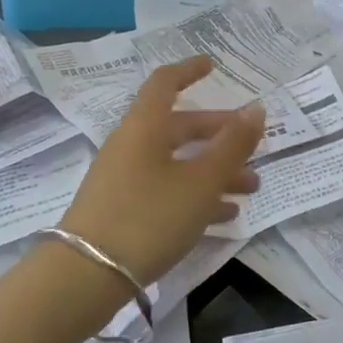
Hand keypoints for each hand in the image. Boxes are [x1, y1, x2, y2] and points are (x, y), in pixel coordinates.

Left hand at [60, 57, 264, 284]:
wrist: (86, 277)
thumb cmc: (148, 216)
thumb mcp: (201, 182)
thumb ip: (232, 145)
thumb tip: (256, 108)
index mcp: (145, 126)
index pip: (165, 82)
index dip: (189, 70)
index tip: (213, 66)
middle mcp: (132, 145)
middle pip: (179, 127)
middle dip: (219, 134)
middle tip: (254, 145)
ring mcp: (124, 179)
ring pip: (177, 162)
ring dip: (214, 170)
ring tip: (251, 187)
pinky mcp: (122, 210)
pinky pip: (166, 190)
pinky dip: (195, 195)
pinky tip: (225, 215)